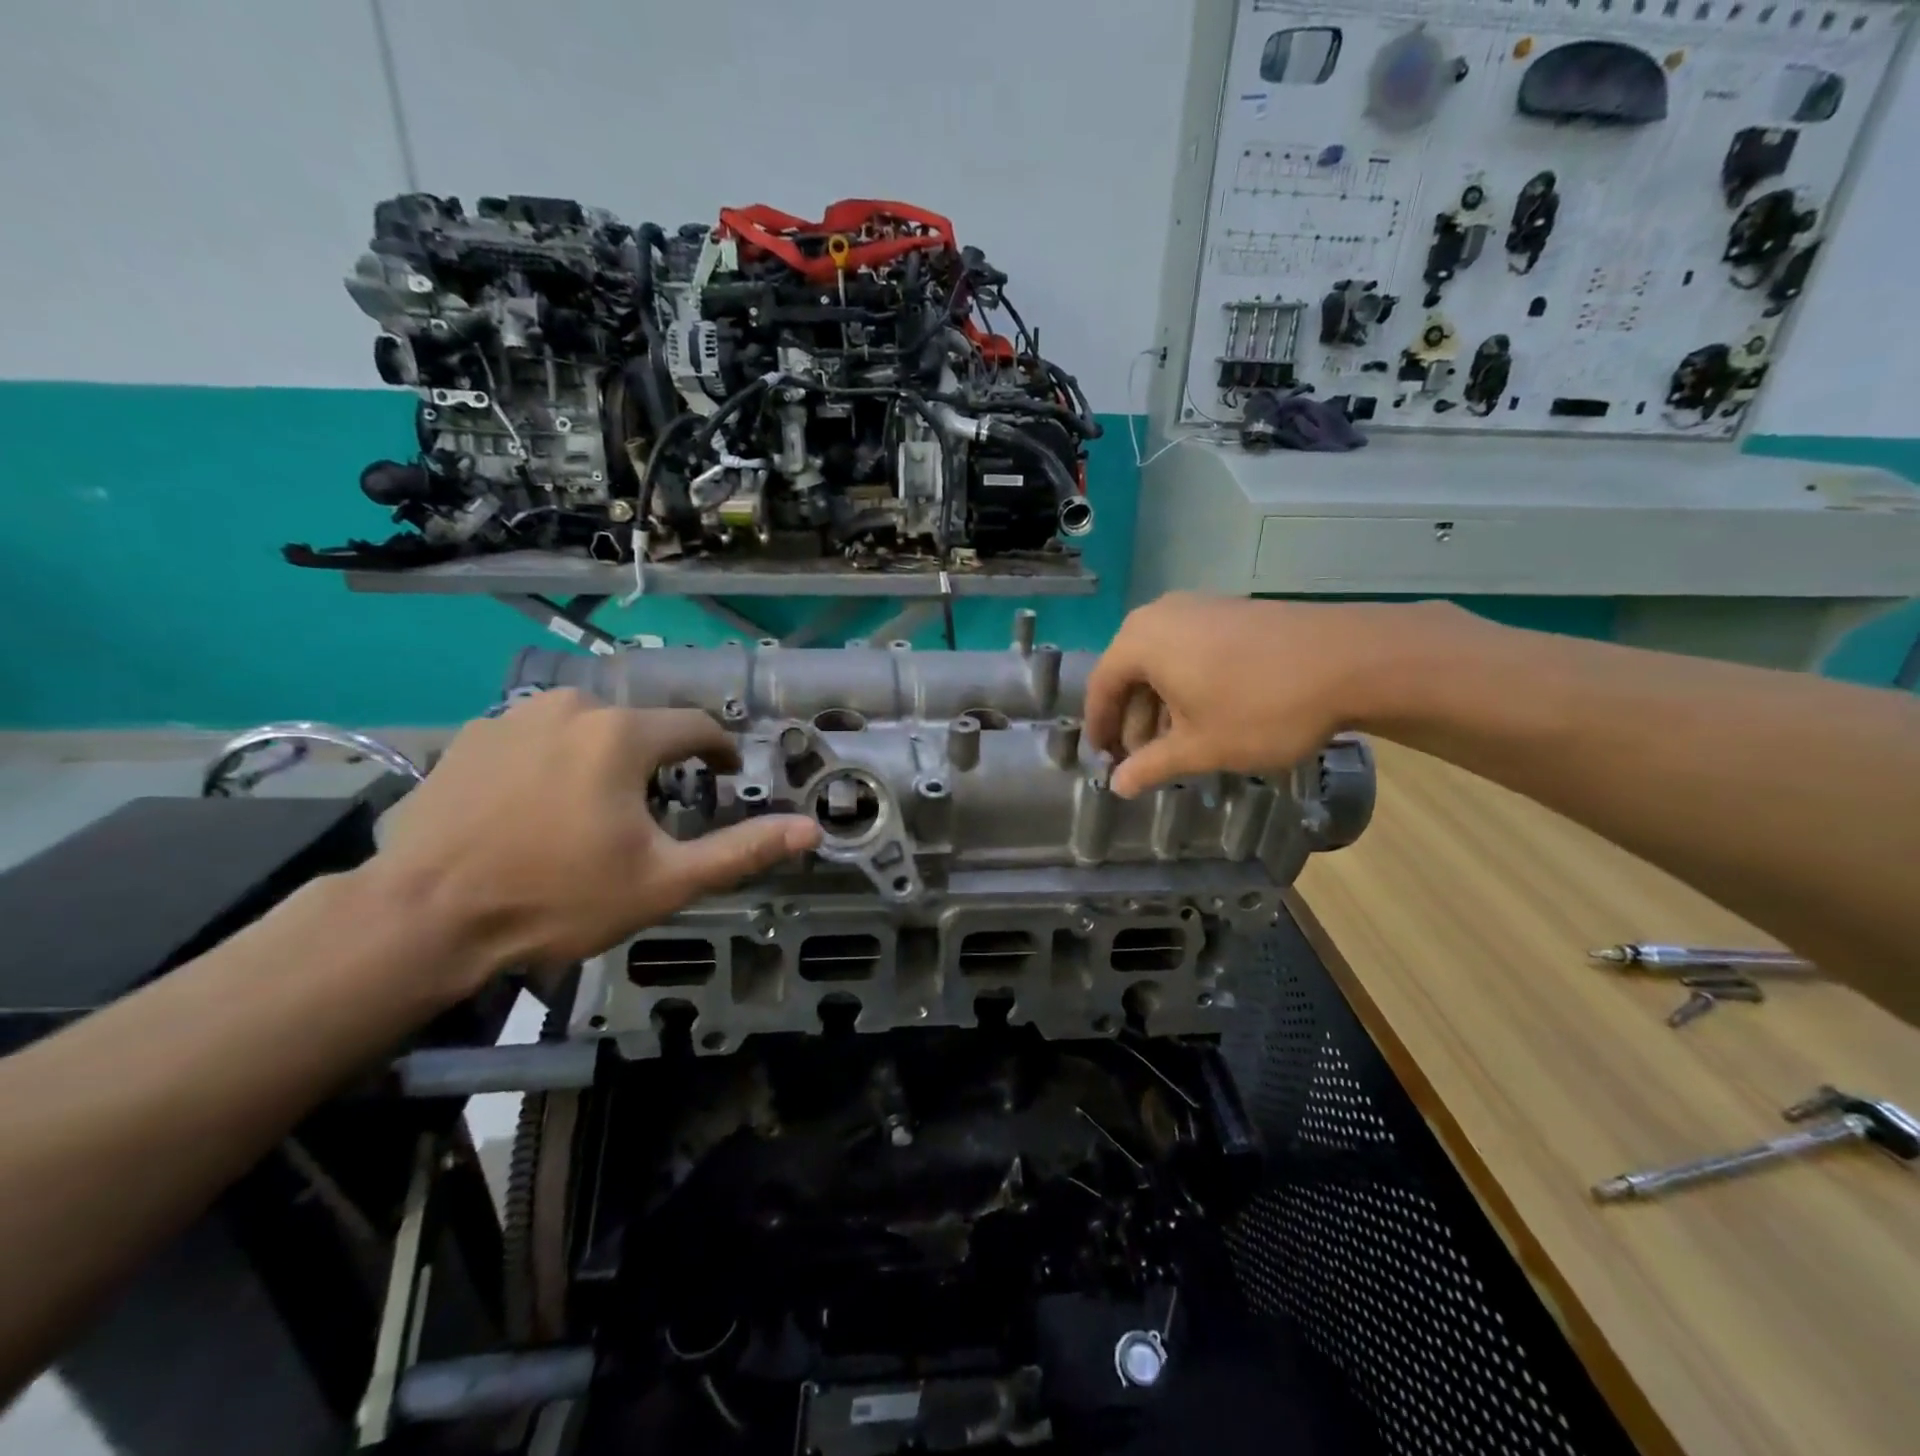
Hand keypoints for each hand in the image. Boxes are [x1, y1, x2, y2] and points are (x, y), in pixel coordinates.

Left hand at [371, 690, 819, 989]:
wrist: (422, 917)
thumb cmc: (557, 897)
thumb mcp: (664, 881)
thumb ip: (741, 850)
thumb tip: (811, 830)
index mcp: (622, 733)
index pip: (695, 727)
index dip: (718, 750)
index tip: (725, 772)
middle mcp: (571, 706)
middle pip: (638, 727)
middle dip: (656, 762)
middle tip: (653, 812)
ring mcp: (513, 716)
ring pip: (585, 728)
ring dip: (603, 759)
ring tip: (593, 811)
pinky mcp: (470, 736)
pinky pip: (534, 738)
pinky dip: (551, 763)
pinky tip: (536, 808)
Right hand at [1085, 594, 1433, 796]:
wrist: (1353, 660)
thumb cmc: (1261, 707)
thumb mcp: (1200, 747)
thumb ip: (1150, 766)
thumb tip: (1117, 786)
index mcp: (1141, 641)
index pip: (1101, 686)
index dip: (1099, 727)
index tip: (1101, 759)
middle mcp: (1162, 615)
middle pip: (1130, 672)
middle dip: (1133, 720)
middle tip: (1141, 760)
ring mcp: (1201, 608)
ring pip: (1163, 662)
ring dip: (1161, 706)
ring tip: (1176, 746)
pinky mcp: (1233, 612)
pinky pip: (1191, 650)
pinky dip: (1187, 685)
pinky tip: (1208, 716)